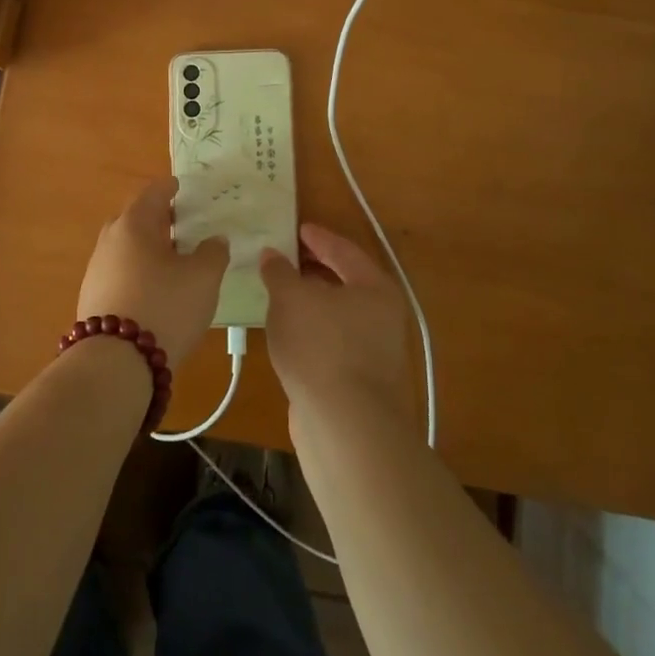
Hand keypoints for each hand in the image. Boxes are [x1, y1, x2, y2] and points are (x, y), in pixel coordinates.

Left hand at [76, 178, 226, 368]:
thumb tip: (214, 240)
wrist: (114, 363)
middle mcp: (110, 239)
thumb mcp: (203, 278)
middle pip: (136, 218)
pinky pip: (120, 272)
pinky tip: (154, 290)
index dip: (170, 187)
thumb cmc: (164, 307)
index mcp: (135, 223)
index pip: (154, 193)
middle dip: (158, 218)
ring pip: (126, 247)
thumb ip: (213, 253)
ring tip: (172, 260)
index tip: (181, 186)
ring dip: (147, 248)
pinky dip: (138, 272)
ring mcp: (97, 269)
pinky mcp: (92, 298)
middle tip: (182, 225)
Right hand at [261, 224, 412, 426]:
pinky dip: (310, 329)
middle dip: (312, 269)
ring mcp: (373, 351)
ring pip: (336, 314)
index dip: (318, 237)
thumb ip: (279, 271)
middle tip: (283, 257)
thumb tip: (272, 255)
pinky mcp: (358, 380)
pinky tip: (287, 332)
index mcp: (374, 287)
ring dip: (309, 302)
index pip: (344, 250)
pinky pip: (330, 340)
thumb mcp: (290, 298)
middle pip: (343, 282)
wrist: (345, 426)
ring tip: (278, 292)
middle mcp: (382, 316)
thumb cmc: (320, 346)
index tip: (296, 228)